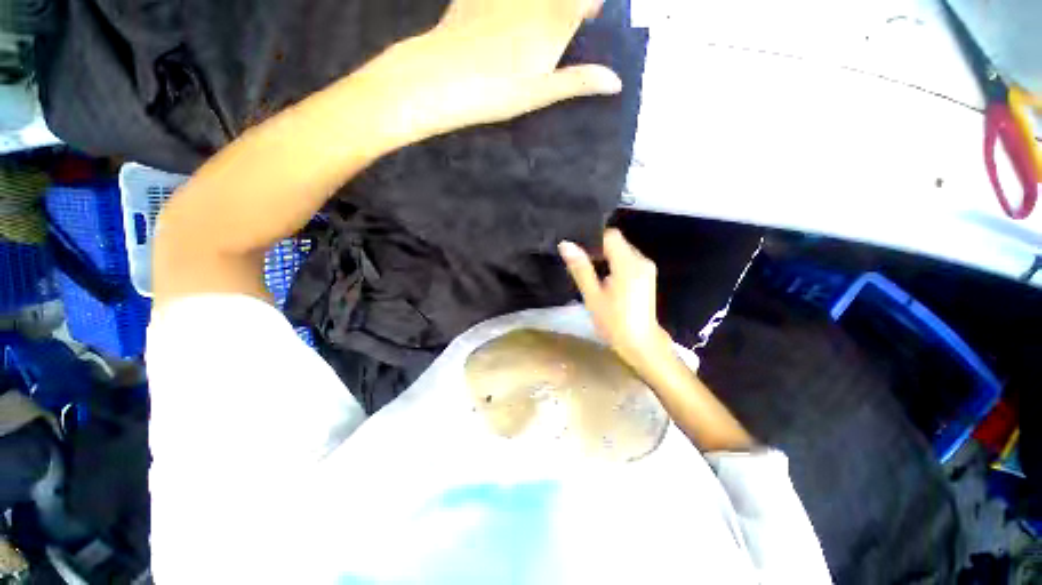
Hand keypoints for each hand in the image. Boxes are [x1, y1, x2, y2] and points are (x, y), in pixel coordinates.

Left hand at [363, 0, 622, 141]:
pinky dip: (513, 8)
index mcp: (554, 19)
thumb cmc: (495, 92)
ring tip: (535, 34)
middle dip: (570, 7)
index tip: (590, 19)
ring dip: (543, 8)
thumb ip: (579, 81)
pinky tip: (507, 24)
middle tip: (568, 25)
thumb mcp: (540, 93)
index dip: (592, 6)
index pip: (586, 0)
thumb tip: (616, 82)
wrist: (440, 77)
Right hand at [559, 229, 673, 368]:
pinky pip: (628, 261)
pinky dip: (615, 265)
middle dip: (598, 249)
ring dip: (606, 257)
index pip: (610, 235)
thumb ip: (580, 269)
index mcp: (628, 263)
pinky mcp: (647, 276)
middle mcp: (641, 260)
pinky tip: (604, 281)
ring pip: (622, 251)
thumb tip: (565, 244)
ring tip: (589, 273)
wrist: (641, 345)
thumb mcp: (593, 296)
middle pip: (617, 242)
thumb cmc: (614, 323)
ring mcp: (647, 268)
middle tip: (579, 264)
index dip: (592, 239)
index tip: (577, 251)